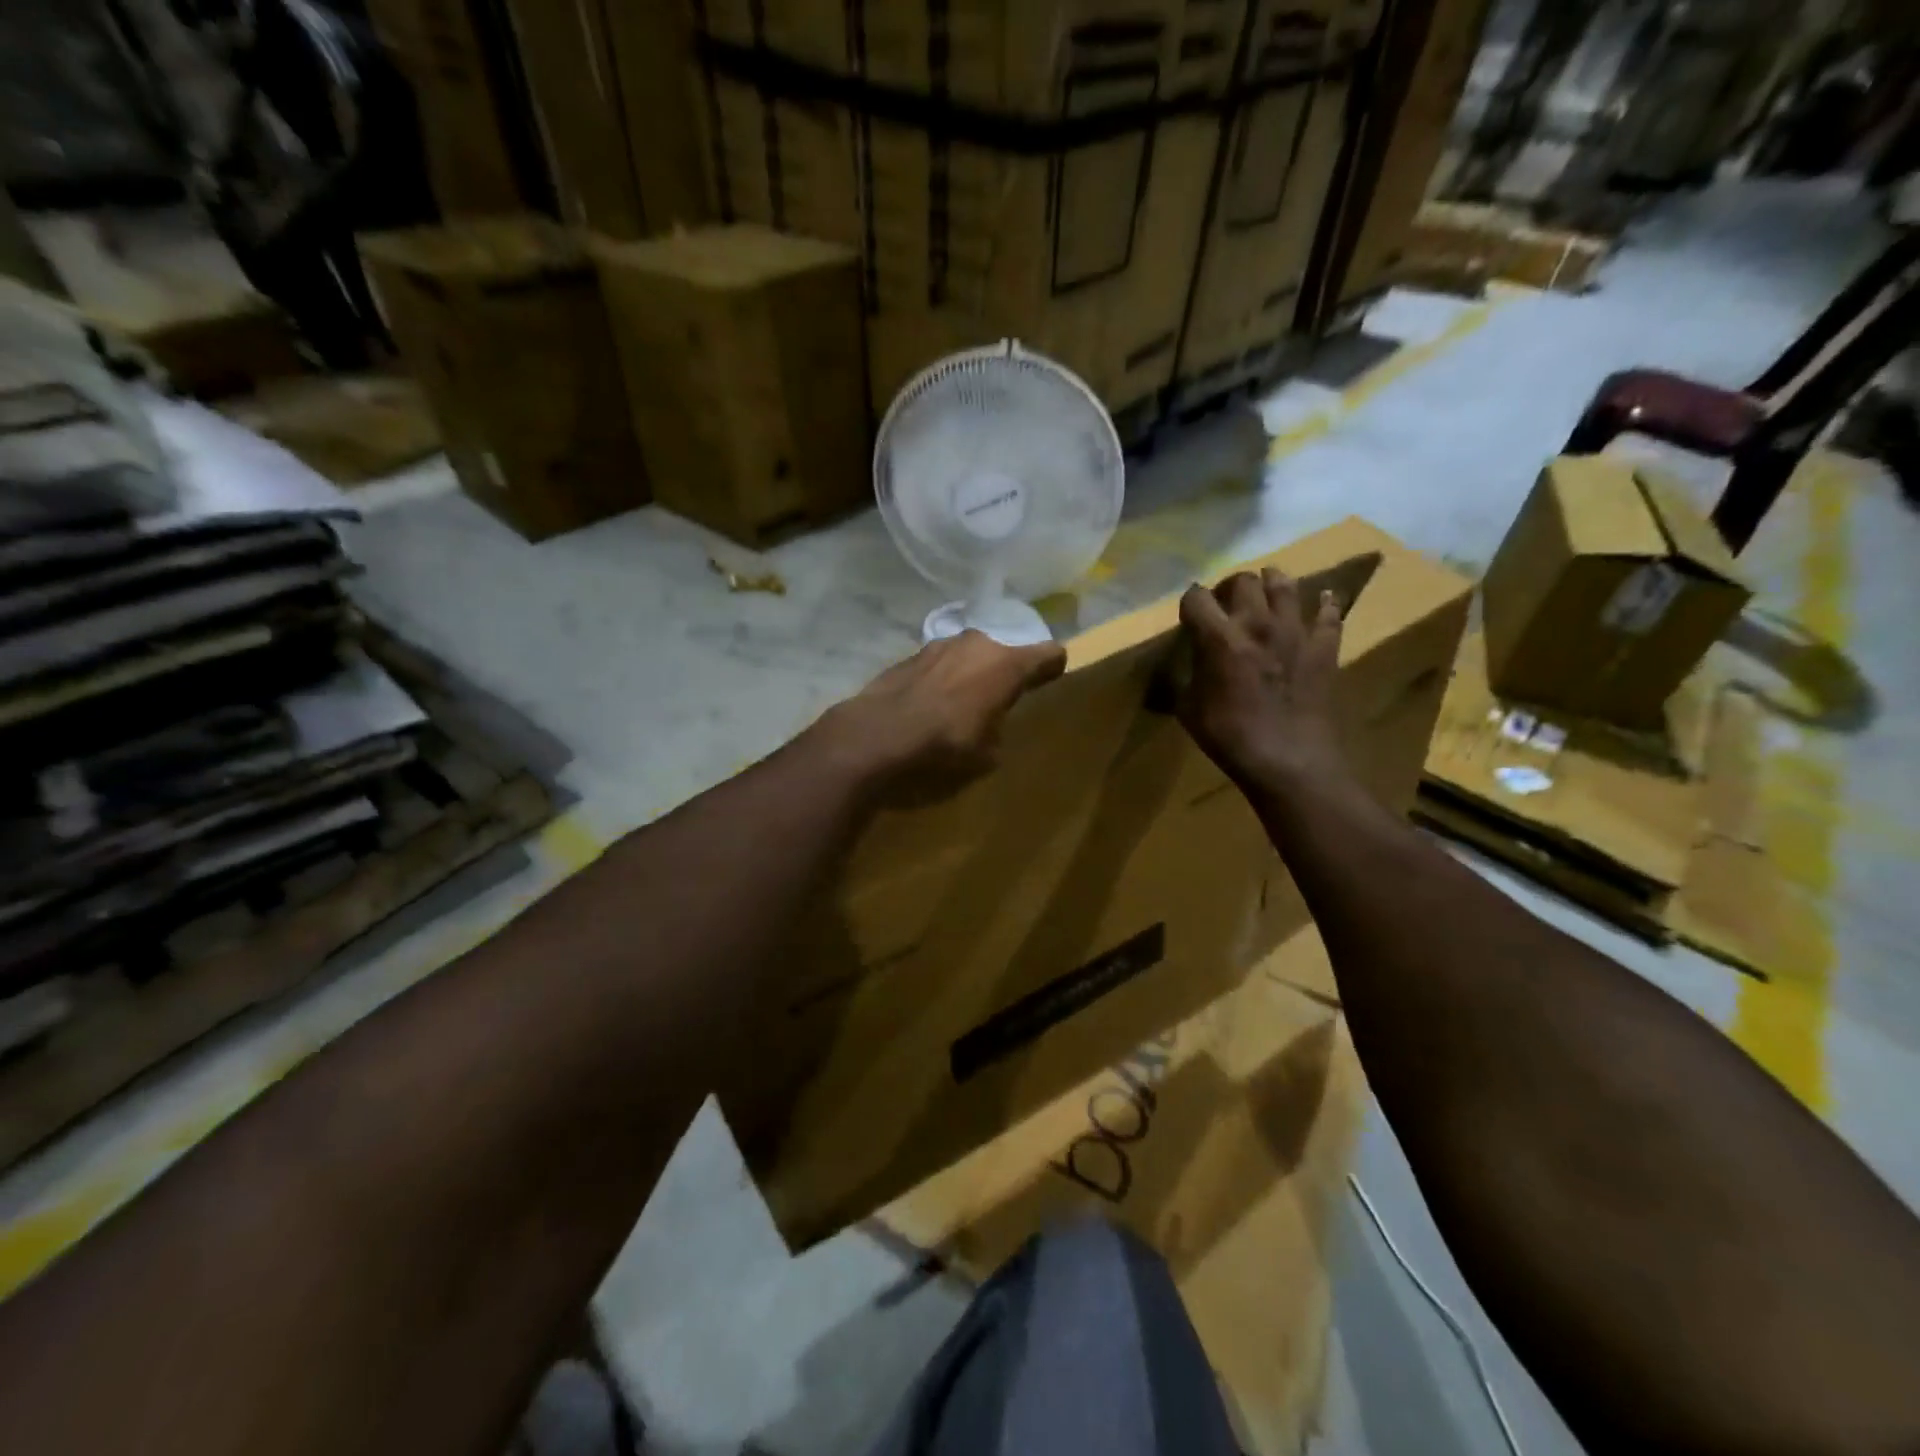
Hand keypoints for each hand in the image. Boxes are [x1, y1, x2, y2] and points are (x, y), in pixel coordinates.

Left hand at [818, 630, 1066, 803]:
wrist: (878, 734)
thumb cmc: (944, 745)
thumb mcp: (986, 755)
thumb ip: (997, 733)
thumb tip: (990, 729)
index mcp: (1006, 665)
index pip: (1048, 654)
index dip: (1053, 667)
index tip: (1052, 679)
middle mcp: (978, 643)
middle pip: (1005, 651)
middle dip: (1004, 672)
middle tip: (1000, 699)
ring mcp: (941, 644)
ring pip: (969, 654)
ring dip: (970, 672)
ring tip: (961, 702)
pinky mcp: (911, 654)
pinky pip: (940, 664)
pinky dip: (942, 678)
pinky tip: (929, 703)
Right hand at [1176, 568, 1349, 792]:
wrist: (1289, 762)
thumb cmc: (1231, 738)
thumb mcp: (1189, 711)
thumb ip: (1185, 679)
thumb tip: (1185, 668)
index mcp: (1219, 639)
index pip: (1197, 598)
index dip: (1189, 602)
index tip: (1189, 616)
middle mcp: (1257, 624)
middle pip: (1243, 581)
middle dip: (1229, 587)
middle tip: (1226, 603)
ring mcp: (1296, 632)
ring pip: (1285, 585)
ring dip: (1272, 581)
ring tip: (1266, 589)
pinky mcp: (1325, 648)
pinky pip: (1330, 614)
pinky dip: (1325, 604)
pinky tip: (1322, 599)